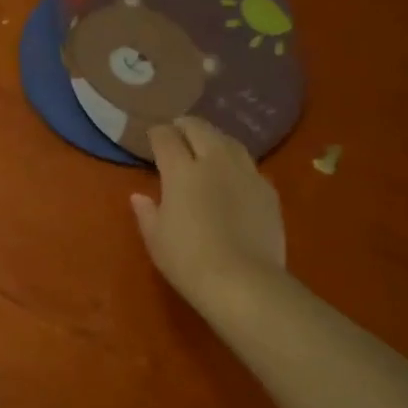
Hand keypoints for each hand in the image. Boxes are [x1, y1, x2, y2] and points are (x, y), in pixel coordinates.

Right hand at [131, 117, 287, 316]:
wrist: (242, 281)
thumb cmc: (188, 260)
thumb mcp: (156, 239)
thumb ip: (147, 212)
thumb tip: (139, 196)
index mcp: (181, 171)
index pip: (166, 138)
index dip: (157, 133)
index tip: (152, 136)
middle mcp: (214, 162)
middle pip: (200, 129)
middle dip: (186, 126)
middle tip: (178, 130)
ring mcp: (246, 173)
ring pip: (229, 142)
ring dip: (214, 138)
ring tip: (207, 144)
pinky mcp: (268, 190)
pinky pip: (249, 165)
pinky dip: (236, 162)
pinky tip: (233, 175)